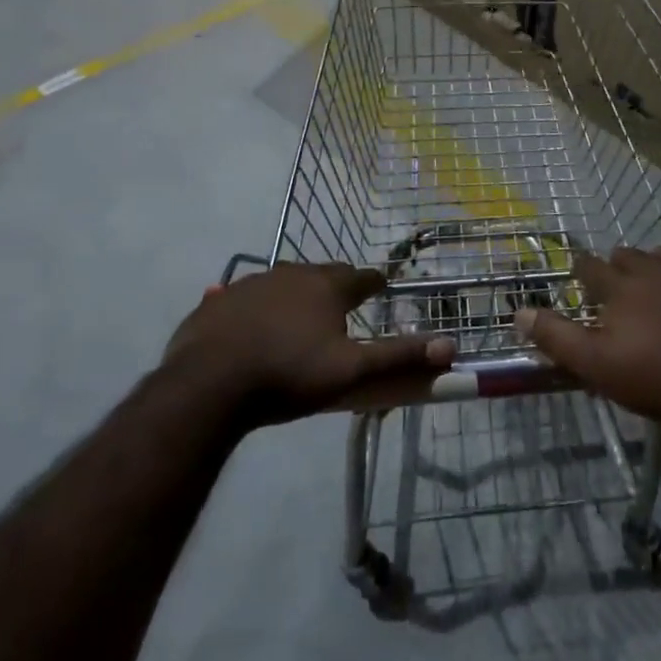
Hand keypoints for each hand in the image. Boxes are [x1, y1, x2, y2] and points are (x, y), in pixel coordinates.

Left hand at [164, 263, 453, 424]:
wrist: (209, 386)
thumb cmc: (289, 375)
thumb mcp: (351, 371)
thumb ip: (399, 356)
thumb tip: (451, 345)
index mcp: (326, 286)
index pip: (361, 277)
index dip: (373, 284)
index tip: (380, 287)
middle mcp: (290, 274)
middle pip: (321, 274)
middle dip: (334, 286)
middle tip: (341, 307)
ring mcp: (249, 284)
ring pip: (282, 283)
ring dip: (294, 296)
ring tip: (297, 319)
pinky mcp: (217, 302)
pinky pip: (243, 299)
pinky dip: (254, 309)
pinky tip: (249, 325)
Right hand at [514, 247, 660, 430]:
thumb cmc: (657, 377)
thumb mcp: (596, 365)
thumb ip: (555, 337)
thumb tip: (519, 312)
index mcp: (623, 286)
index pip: (591, 265)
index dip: (581, 270)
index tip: (578, 278)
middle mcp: (659, 271)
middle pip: (631, 255)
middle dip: (619, 265)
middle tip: (616, 287)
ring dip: (660, 268)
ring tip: (658, 288)